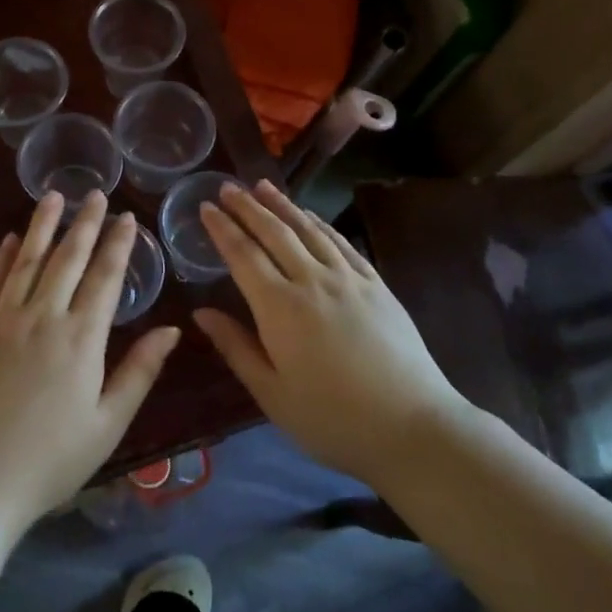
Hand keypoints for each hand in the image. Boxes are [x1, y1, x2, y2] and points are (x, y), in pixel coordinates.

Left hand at [0, 190, 180, 535]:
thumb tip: (171, 329)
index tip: (127, 217)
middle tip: (94, 194)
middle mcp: (42, 318)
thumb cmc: (49, 462)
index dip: (119, 245)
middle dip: (84, 224)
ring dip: (42, 227)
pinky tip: (8, 240)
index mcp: (81, 340)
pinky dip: (0, 259)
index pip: (106, 278)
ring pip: (26, 261)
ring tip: (53, 196)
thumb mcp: (108, 424)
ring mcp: (1, 322)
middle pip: (68, 259)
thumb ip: (139, 371)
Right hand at [193, 181, 459, 485]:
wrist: (411, 426)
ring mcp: (349, 278)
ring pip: (309, 230)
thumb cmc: (331, 418)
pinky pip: (341, 243)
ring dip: (283, 205)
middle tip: (228, 186)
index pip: (243, 255)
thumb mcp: (271, 392)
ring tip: (263, 186)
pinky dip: (320, 223)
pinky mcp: (376, 284)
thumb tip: (201, 312)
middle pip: (274, 233)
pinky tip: (310, 216)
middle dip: (248, 207)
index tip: (206, 207)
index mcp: (279, 308)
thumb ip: (235, 347)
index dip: (222, 229)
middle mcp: (312, 281)